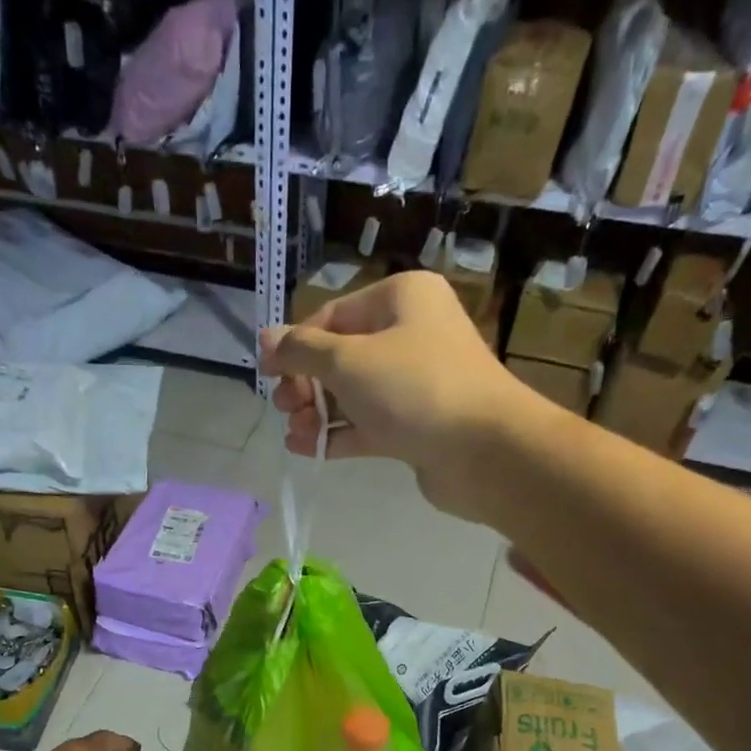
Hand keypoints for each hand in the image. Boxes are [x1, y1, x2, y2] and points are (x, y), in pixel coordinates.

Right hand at [259, 271, 539, 519]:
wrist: (484, 451)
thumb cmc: (414, 389)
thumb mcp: (348, 361)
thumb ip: (302, 351)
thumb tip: (266, 338)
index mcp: (401, 299)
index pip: (334, 315)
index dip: (296, 344)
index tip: (265, 373)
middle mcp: (411, 334)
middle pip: (343, 355)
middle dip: (307, 383)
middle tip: (283, 407)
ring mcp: (416, 383)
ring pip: (354, 393)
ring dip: (318, 413)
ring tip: (294, 434)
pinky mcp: (418, 425)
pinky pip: (369, 424)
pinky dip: (339, 434)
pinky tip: (308, 448)